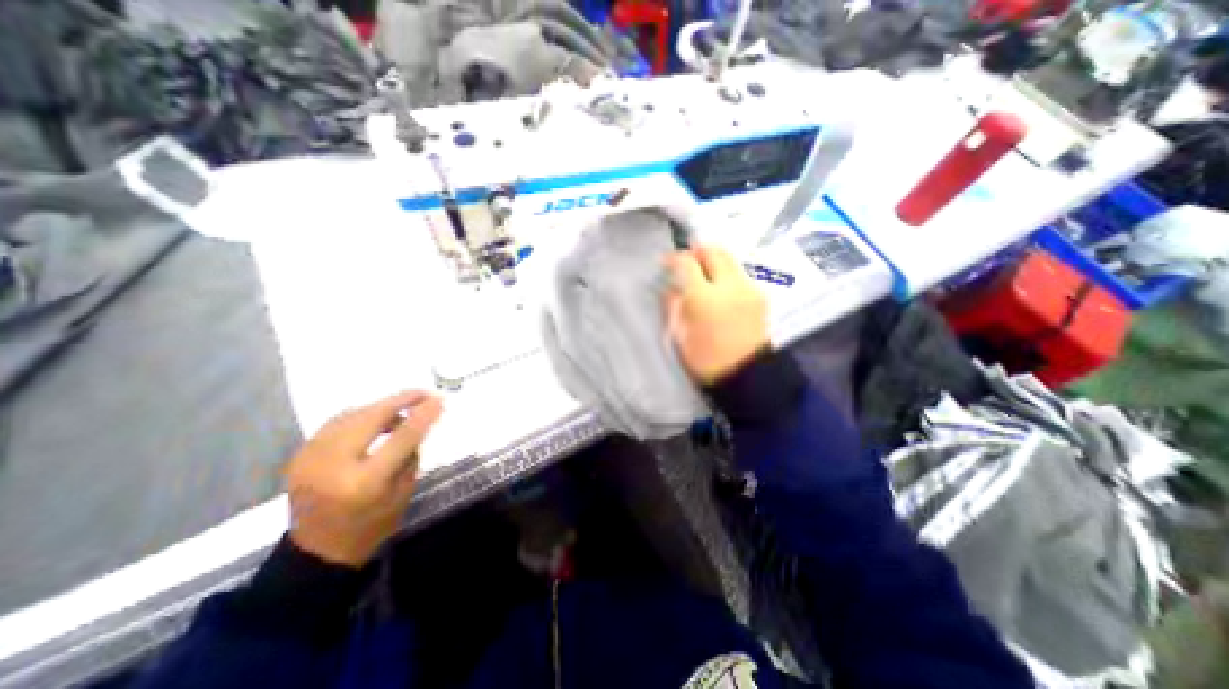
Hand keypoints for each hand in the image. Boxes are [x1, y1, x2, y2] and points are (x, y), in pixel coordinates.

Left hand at [287, 391, 443, 568]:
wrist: (316, 552)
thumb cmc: (371, 525)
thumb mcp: (403, 493)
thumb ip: (410, 455)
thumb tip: (417, 420)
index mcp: (365, 482)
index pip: (401, 437)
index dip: (422, 415)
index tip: (439, 400)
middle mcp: (333, 465)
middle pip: (371, 417)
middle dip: (400, 400)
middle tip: (423, 393)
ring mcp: (310, 458)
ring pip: (352, 415)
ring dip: (380, 407)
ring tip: (401, 408)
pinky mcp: (300, 455)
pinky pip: (336, 422)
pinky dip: (361, 415)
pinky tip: (375, 419)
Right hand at [664, 246, 763, 385]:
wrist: (748, 377)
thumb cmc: (707, 362)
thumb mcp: (680, 337)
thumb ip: (673, 308)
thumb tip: (671, 289)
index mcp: (704, 298)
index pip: (687, 263)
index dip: (674, 258)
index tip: (666, 262)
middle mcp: (729, 286)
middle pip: (714, 251)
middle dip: (698, 251)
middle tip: (688, 260)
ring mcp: (749, 289)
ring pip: (731, 260)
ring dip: (715, 261)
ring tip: (705, 274)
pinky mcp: (761, 297)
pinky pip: (741, 275)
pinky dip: (728, 274)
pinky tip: (722, 290)